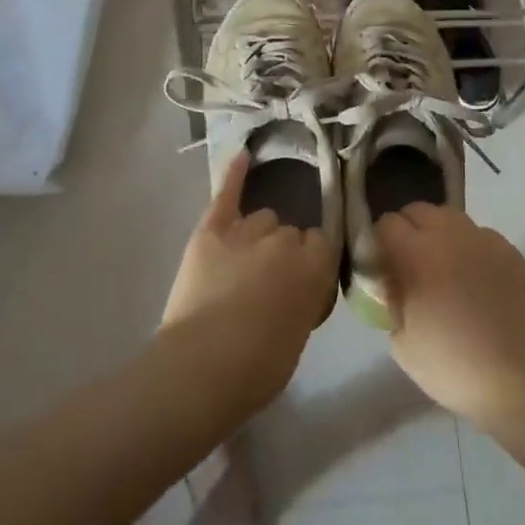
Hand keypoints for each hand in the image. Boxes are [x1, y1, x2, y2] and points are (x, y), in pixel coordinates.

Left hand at [160, 153, 337, 407]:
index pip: (324, 244)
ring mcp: (247, 231)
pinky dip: (234, 174)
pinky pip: (227, 194)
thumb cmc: (257, 369)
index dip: (313, 261)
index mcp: (315, 268)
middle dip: (285, 252)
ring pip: (264, 218)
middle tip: (270, 282)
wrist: (200, 370)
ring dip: (260, 236)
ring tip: (246, 262)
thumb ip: (306, 298)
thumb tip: (300, 287)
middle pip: (292, 232)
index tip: (304, 279)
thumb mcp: (299, 335)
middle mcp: (285, 241)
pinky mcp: (211, 229)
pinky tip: (242, 155)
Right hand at [376, 202, 524, 424]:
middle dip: (407, 230)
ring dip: (438, 233)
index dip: (379, 243)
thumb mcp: (401, 342)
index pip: (387, 224)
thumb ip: (389, 301)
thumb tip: (389, 284)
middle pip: (417, 210)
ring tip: (442, 266)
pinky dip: (469, 248)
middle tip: (408, 264)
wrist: (518, 380)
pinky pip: (479, 235)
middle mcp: (449, 235)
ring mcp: (483, 239)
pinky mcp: (509, 250)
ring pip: (449, 217)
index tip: (381, 266)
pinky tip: (473, 278)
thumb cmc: (452, 365)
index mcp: (417, 253)